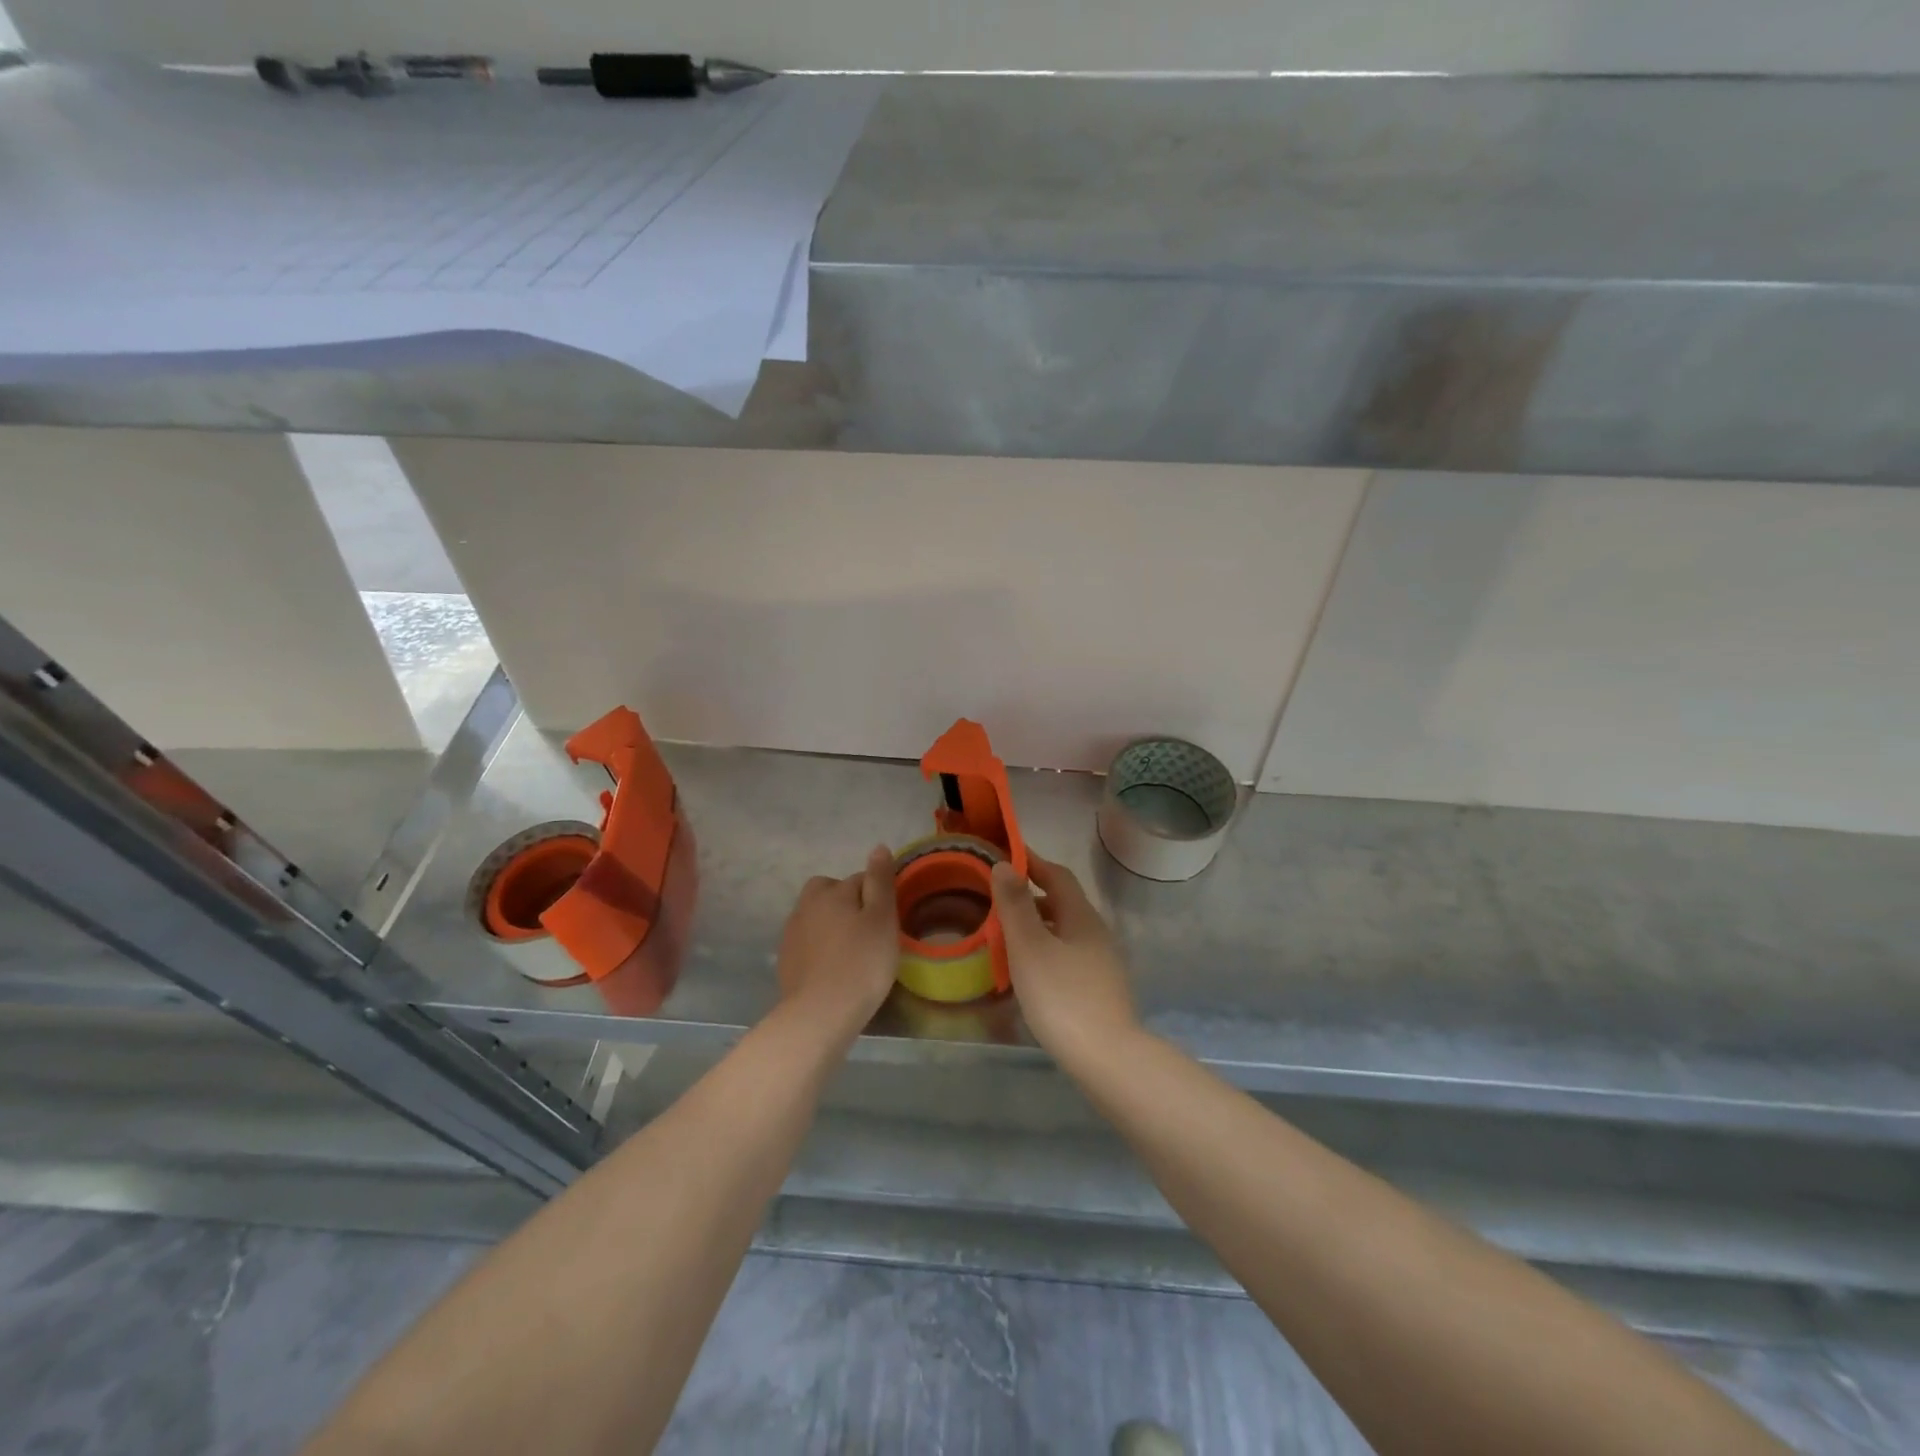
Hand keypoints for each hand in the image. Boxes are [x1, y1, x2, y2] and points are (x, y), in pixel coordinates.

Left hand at [776, 845, 898, 1033]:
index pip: (860, 879)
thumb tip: (878, 847)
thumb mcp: (882, 918)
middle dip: (848, 903)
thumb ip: (880, 881)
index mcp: (830, 891)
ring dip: (832, 925)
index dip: (878, 897)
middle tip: (868, 931)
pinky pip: (808, 941)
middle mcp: (806, 905)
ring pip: (817, 916)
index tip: (888, 921)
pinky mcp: (785, 959)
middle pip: (831, 892)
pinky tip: (834, 967)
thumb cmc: (861, 962)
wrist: (820, 1014)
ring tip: (852, 951)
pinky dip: (821, 947)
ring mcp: (791, 933)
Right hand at [990, 854, 1139, 1066]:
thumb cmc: (1062, 996)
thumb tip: (1004, 865)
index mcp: (1081, 916)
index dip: (1032, 861)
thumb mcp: (1029, 947)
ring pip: (1064, 931)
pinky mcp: (1100, 990)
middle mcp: (1096, 933)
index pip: (1057, 875)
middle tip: (997, 896)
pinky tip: (1028, 971)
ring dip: (1037, 925)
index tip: (1005, 854)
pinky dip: (1045, 950)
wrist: (1107, 1059)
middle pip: (1063, 902)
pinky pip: (1067, 956)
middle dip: (1031, 894)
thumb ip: (1015, 906)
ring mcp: (1101, 963)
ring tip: (1006, 934)